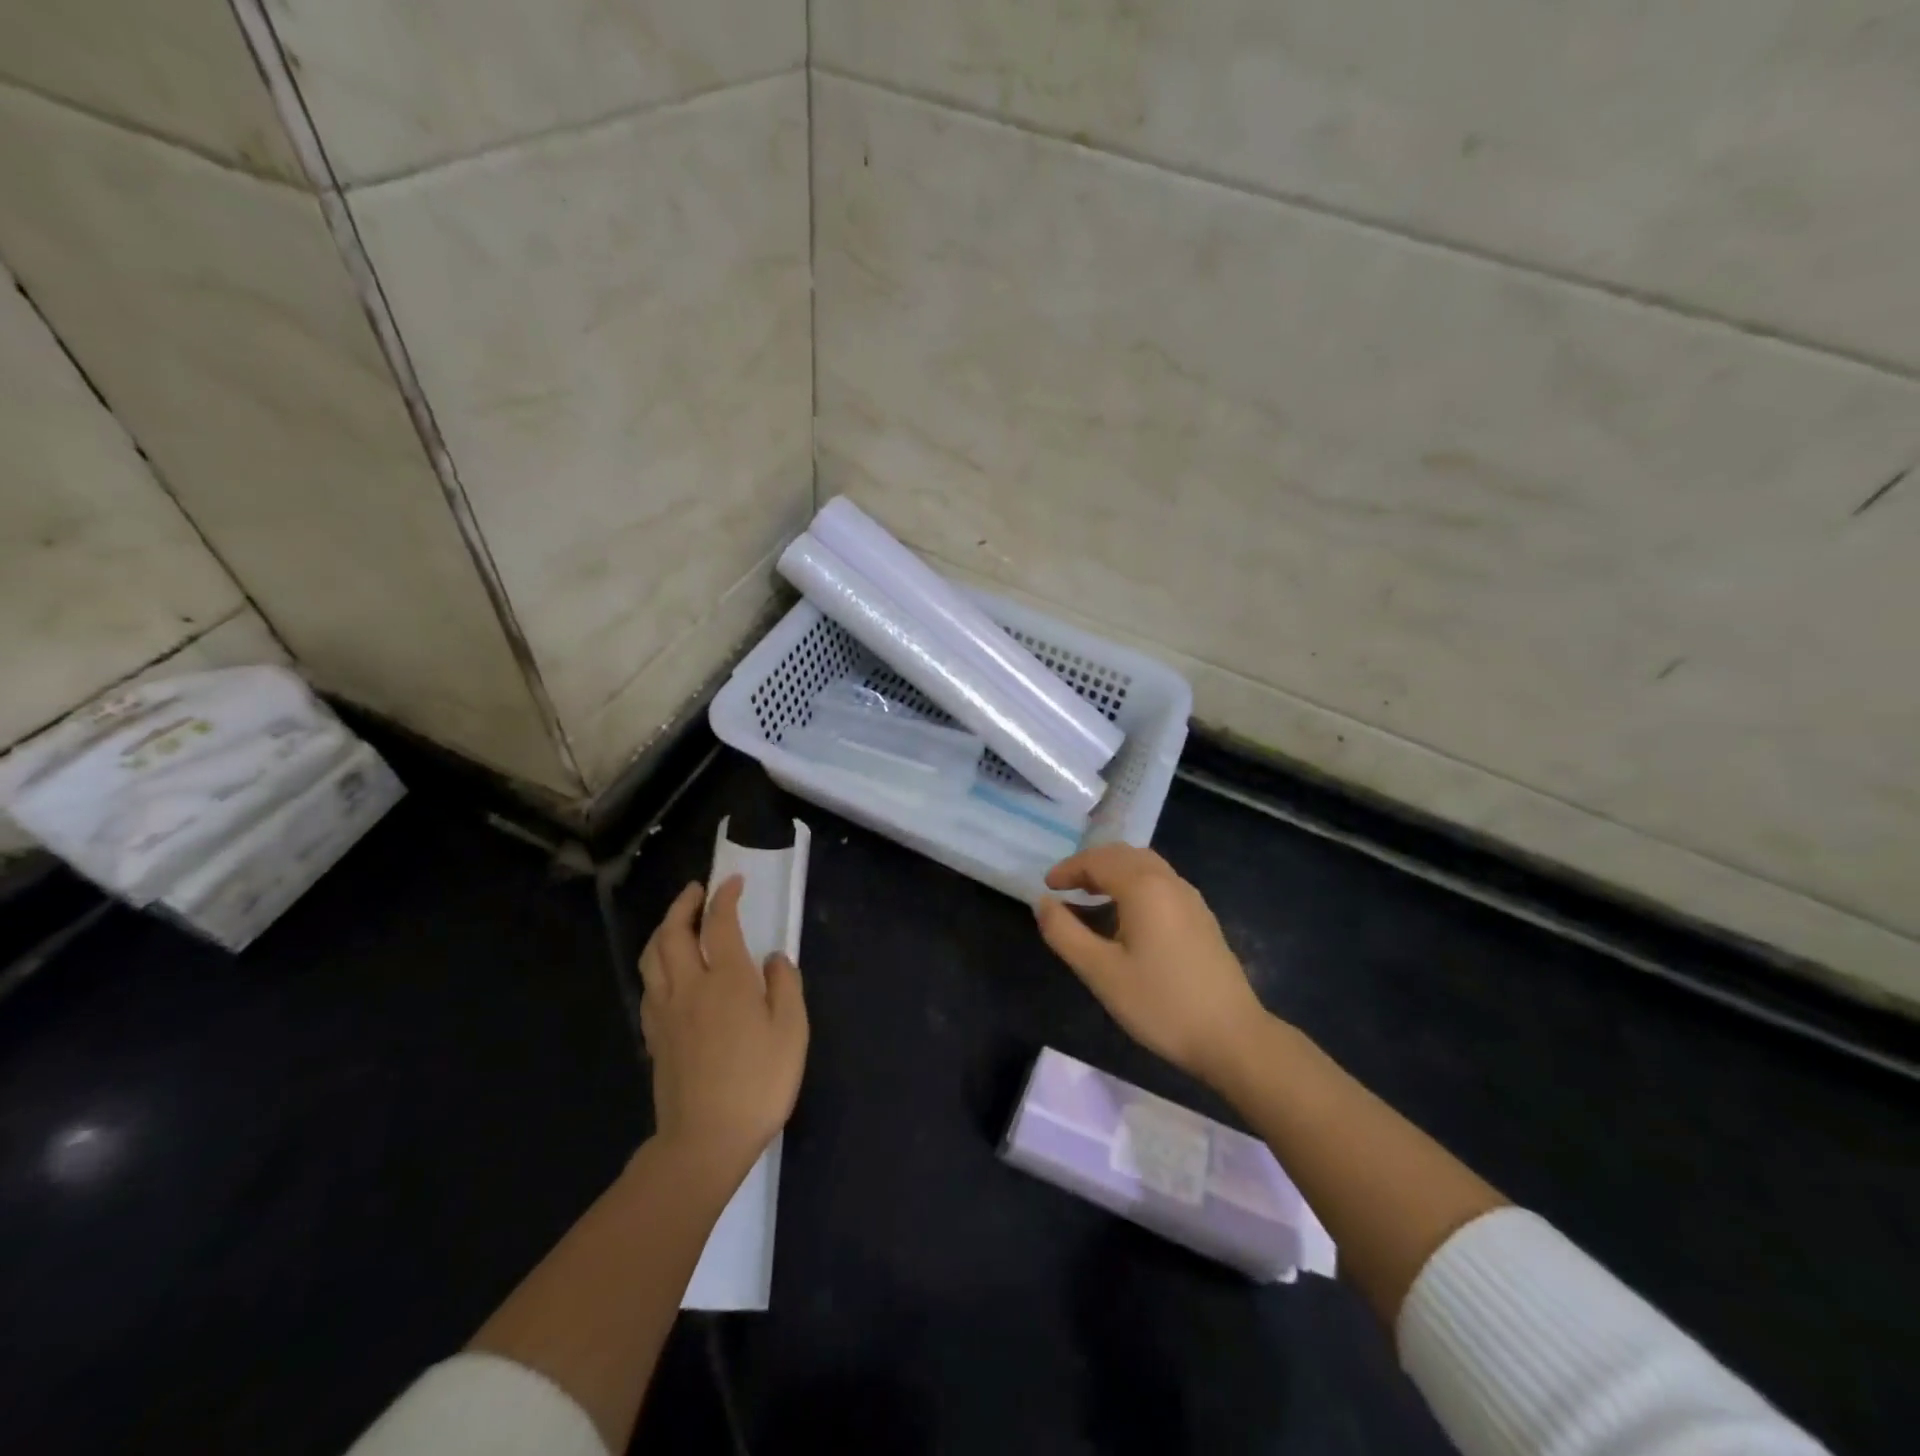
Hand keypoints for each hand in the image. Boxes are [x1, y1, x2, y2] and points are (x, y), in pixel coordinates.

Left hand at [637, 877, 808, 1182]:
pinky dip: (656, 963)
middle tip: (697, 891)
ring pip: (653, 956)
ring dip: (663, 929)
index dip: (724, 897)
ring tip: (677, 922)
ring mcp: (666, 1012)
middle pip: (673, 932)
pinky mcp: (654, 1036)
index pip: (719, 924)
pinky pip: (649, 985)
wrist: (705, 1140)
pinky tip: (667, 971)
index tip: (732, 881)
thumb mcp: (792, 1032)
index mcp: (727, 980)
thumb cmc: (758, 1083)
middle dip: (684, 904)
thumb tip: (774, 958)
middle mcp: (690, 986)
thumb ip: (785, 986)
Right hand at [1036, 845, 1265, 1085]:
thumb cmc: (1160, 1004)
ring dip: (1114, 871)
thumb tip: (1043, 902)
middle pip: (1123, 854)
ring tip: (1091, 896)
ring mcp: (1190, 898)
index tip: (1046, 887)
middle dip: (1091, 864)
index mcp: (1143, 887)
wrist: (1232, 1036)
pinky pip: (1160, 882)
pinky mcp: (1201, 917)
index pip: (1098, 861)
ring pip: (1145, 865)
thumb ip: (1065, 933)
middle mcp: (1169, 881)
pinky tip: (1126, 915)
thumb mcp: (1100, 972)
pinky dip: (1134, 883)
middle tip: (1066, 887)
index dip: (1068, 869)